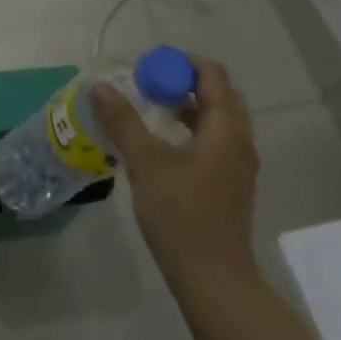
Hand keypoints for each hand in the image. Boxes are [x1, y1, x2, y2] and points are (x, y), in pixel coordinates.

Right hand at [90, 56, 259, 291]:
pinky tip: (166, 145)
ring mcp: (240, 164)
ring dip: (191, 107)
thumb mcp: (146, 163)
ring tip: (155, 109)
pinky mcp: (233, 184)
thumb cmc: (180, 213)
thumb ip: (123, 121)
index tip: (150, 65)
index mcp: (226, 127)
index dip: (182, 63)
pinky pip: (217, 141)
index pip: (212, 75)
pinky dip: (195, 130)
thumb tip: (99, 86)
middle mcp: (241, 140)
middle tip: (151, 84)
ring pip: (220, 120)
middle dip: (186, 82)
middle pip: (220, 95)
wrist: (213, 276)